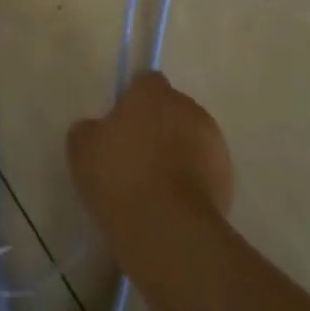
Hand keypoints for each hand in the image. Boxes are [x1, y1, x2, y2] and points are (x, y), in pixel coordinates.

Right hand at [68, 72, 233, 253]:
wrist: (168, 228)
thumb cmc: (120, 177)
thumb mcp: (82, 149)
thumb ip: (90, 129)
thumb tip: (98, 129)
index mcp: (153, 93)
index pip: (145, 82)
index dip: (132, 102)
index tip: (120, 127)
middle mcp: (187, 107)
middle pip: (170, 110)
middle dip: (157, 127)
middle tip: (134, 159)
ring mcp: (212, 141)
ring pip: (190, 139)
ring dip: (177, 153)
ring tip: (154, 188)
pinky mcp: (227, 176)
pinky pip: (203, 169)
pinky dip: (192, 180)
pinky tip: (172, 205)